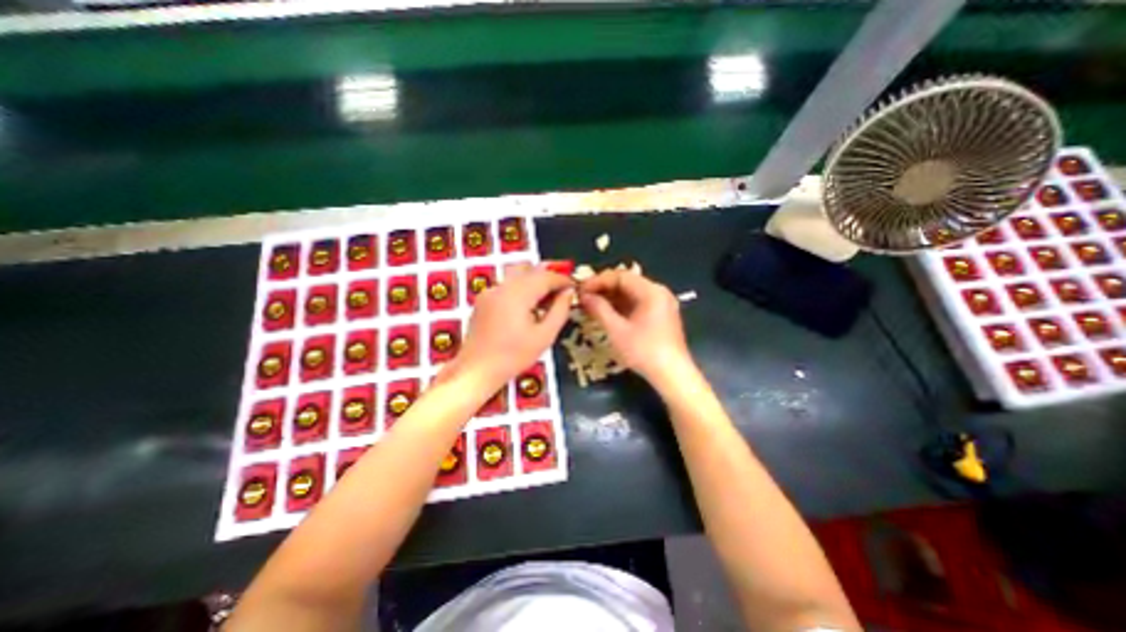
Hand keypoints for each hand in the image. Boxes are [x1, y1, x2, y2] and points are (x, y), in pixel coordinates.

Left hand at [449, 265, 572, 391]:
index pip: (545, 277)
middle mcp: (502, 287)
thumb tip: (568, 292)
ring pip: (517, 274)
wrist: (476, 370)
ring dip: (534, 280)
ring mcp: (489, 291)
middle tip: (562, 289)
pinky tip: (527, 306)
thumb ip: (560, 311)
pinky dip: (521, 287)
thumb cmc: (513, 357)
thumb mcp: (544, 336)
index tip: (573, 287)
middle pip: (530, 269)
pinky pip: (507, 284)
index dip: (562, 279)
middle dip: (548, 276)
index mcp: (517, 295)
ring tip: (546, 297)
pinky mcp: (483, 299)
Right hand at [581, 266, 694, 382]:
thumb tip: (584, 296)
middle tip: (584, 298)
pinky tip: (607, 314)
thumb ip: (599, 309)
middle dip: (603, 289)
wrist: (673, 375)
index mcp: (651, 291)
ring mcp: (661, 304)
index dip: (598, 281)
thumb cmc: (644, 351)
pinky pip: (637, 304)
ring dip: (611, 298)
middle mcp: (658, 292)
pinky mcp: (661, 316)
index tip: (581, 290)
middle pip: (627, 283)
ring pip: (631, 294)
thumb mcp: (617, 330)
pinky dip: (621, 307)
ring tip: (591, 306)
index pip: (620, 276)